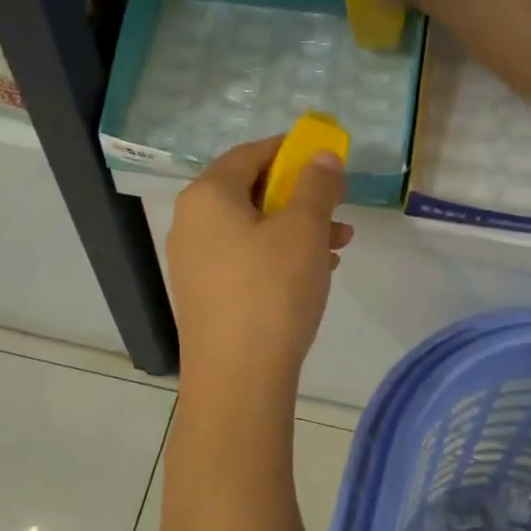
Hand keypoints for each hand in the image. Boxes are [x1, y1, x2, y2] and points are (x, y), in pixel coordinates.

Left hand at [167, 136, 354, 389]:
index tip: (325, 159)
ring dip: (296, 230)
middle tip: (338, 209)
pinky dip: (278, 257)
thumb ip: (316, 185)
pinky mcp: (204, 294)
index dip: (290, 151)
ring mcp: (194, 261)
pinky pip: (244, 259)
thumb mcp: (303, 230)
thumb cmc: (271, 291)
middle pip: (251, 192)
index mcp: (208, 196)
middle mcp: (191, 222)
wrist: (237, 379)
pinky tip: (313, 275)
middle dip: (300, 197)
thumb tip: (321, 155)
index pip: (250, 153)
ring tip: (337, 247)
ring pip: (252, 229)